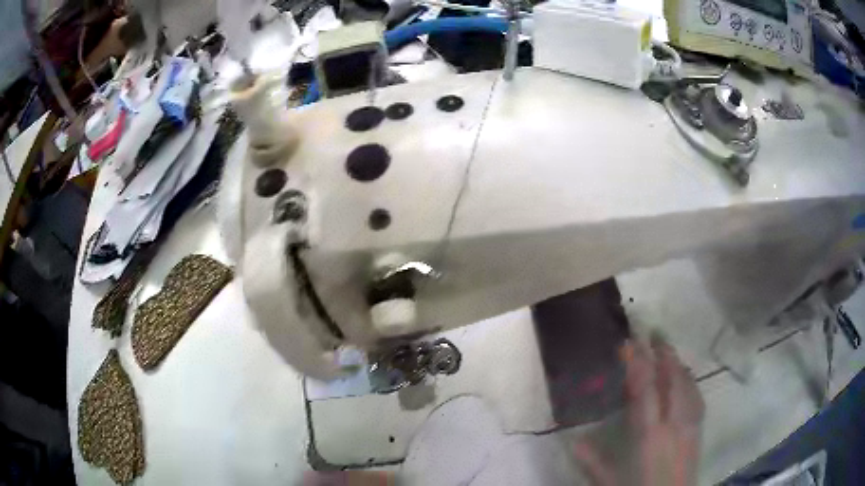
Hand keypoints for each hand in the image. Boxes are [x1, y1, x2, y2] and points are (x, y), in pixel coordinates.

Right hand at [575, 335, 704, 485]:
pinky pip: (697, 396)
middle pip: (672, 380)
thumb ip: (592, 461)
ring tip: (668, 349)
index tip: (629, 343)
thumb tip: (572, 440)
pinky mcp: (698, 430)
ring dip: (677, 363)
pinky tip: (685, 377)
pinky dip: (689, 380)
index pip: (645, 390)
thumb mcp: (610, 482)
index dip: (638, 364)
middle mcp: (673, 423)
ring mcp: (689, 425)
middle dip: (663, 353)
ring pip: (687, 384)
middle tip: (653, 332)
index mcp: (649, 435)